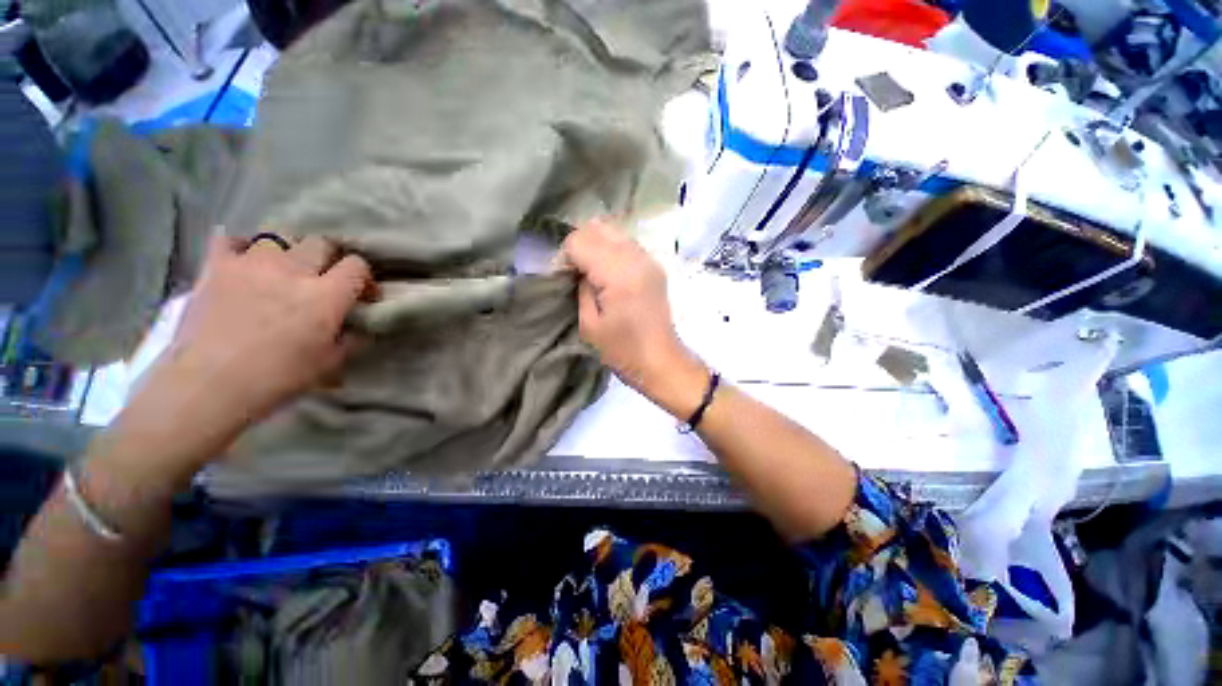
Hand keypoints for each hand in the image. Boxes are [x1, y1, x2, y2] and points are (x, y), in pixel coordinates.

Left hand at [110, 233, 373, 480]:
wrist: (209, 385)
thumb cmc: (278, 378)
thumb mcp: (330, 363)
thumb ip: (351, 338)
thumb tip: (358, 327)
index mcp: (327, 295)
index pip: (357, 266)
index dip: (363, 277)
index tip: (361, 294)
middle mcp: (294, 270)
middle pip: (322, 243)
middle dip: (330, 259)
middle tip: (325, 280)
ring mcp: (252, 264)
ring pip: (279, 239)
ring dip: (288, 254)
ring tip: (282, 273)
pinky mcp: (217, 266)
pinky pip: (231, 240)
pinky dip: (241, 247)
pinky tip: (244, 261)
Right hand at [559, 221, 706, 411]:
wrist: (660, 361)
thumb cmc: (622, 350)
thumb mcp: (589, 324)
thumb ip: (581, 287)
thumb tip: (578, 269)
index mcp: (618, 274)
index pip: (580, 241)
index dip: (566, 256)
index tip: (564, 277)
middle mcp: (636, 258)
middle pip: (597, 228)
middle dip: (579, 245)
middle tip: (575, 271)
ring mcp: (649, 259)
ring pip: (613, 231)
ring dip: (595, 245)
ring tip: (590, 271)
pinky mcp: (655, 265)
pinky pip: (626, 243)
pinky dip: (611, 249)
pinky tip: (608, 271)